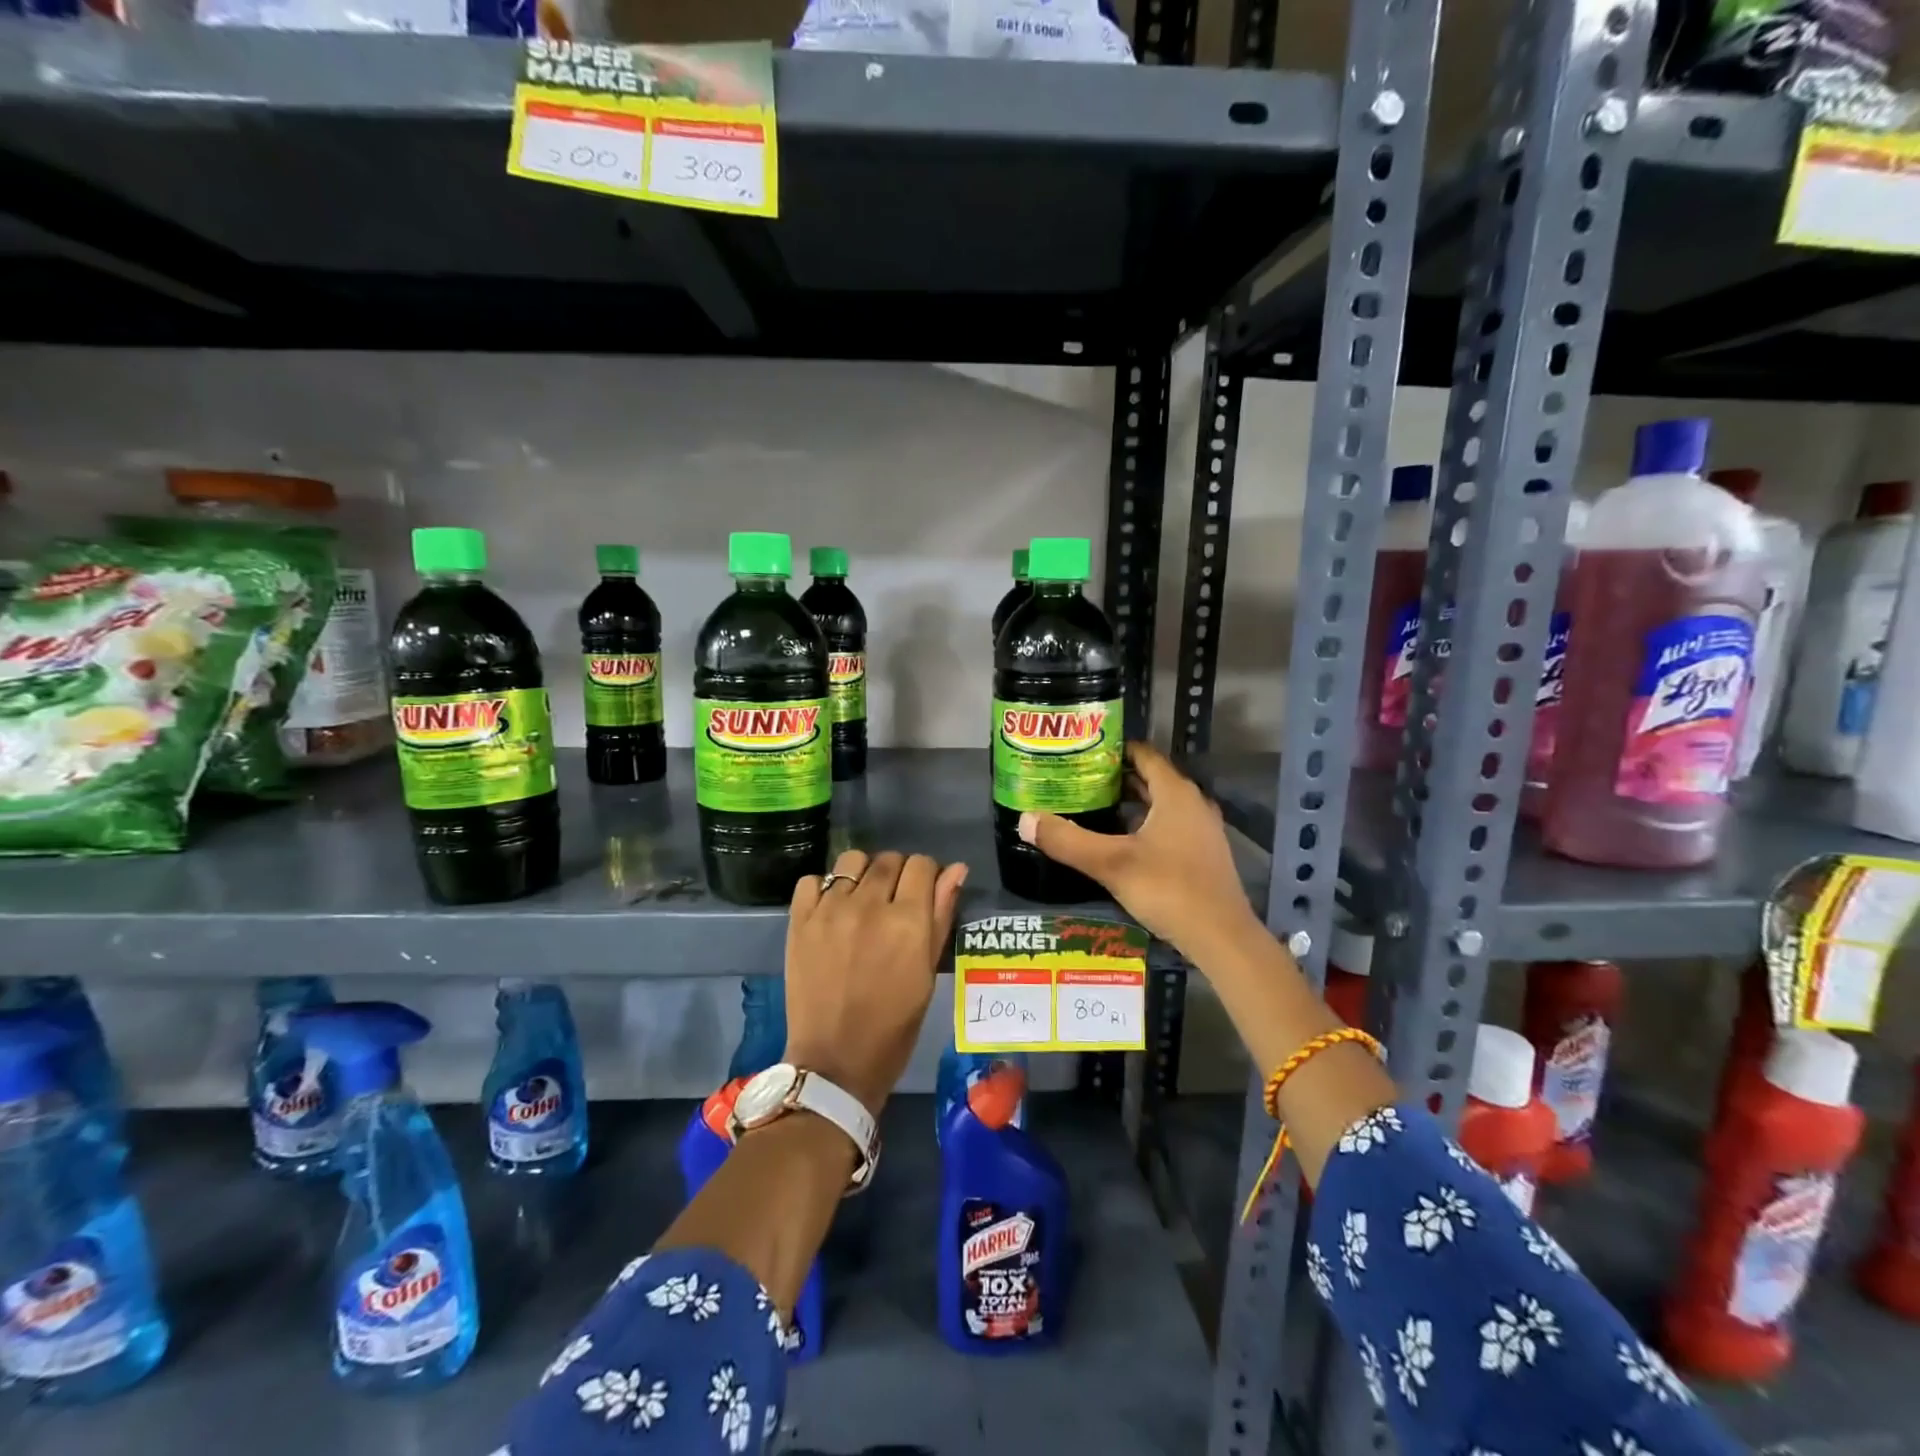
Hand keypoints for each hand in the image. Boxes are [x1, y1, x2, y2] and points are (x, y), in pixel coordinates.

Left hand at [783, 849, 968, 1116]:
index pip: (922, 865)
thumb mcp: (928, 972)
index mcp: (907, 920)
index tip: (923, 893)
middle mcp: (869, 905)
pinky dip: (824, 888)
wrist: (835, 1062)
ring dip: (863, 873)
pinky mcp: (799, 921)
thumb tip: (956, 870)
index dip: (928, 875)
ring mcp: (830, 910)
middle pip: (889, 859)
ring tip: (862, 900)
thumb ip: (941, 915)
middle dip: (898, 874)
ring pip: (851, 860)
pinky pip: (812, 880)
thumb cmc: (894, 1025)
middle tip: (894, 903)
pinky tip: (832, 910)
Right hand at [1018, 741, 1261, 962]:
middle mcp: (1192, 804)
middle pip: (1150, 779)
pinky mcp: (1202, 855)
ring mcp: (1201, 831)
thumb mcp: (1111, 864)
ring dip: (1129, 804)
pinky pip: (1168, 827)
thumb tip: (1025, 820)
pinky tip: (1118, 842)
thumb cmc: (1168, 889)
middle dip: (1115, 778)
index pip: (1143, 755)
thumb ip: (1067, 841)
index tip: (1081, 752)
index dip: (1113, 750)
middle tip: (1077, 780)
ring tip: (1091, 807)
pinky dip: (1143, 825)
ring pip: (1160, 805)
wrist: (1221, 938)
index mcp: (1175, 794)